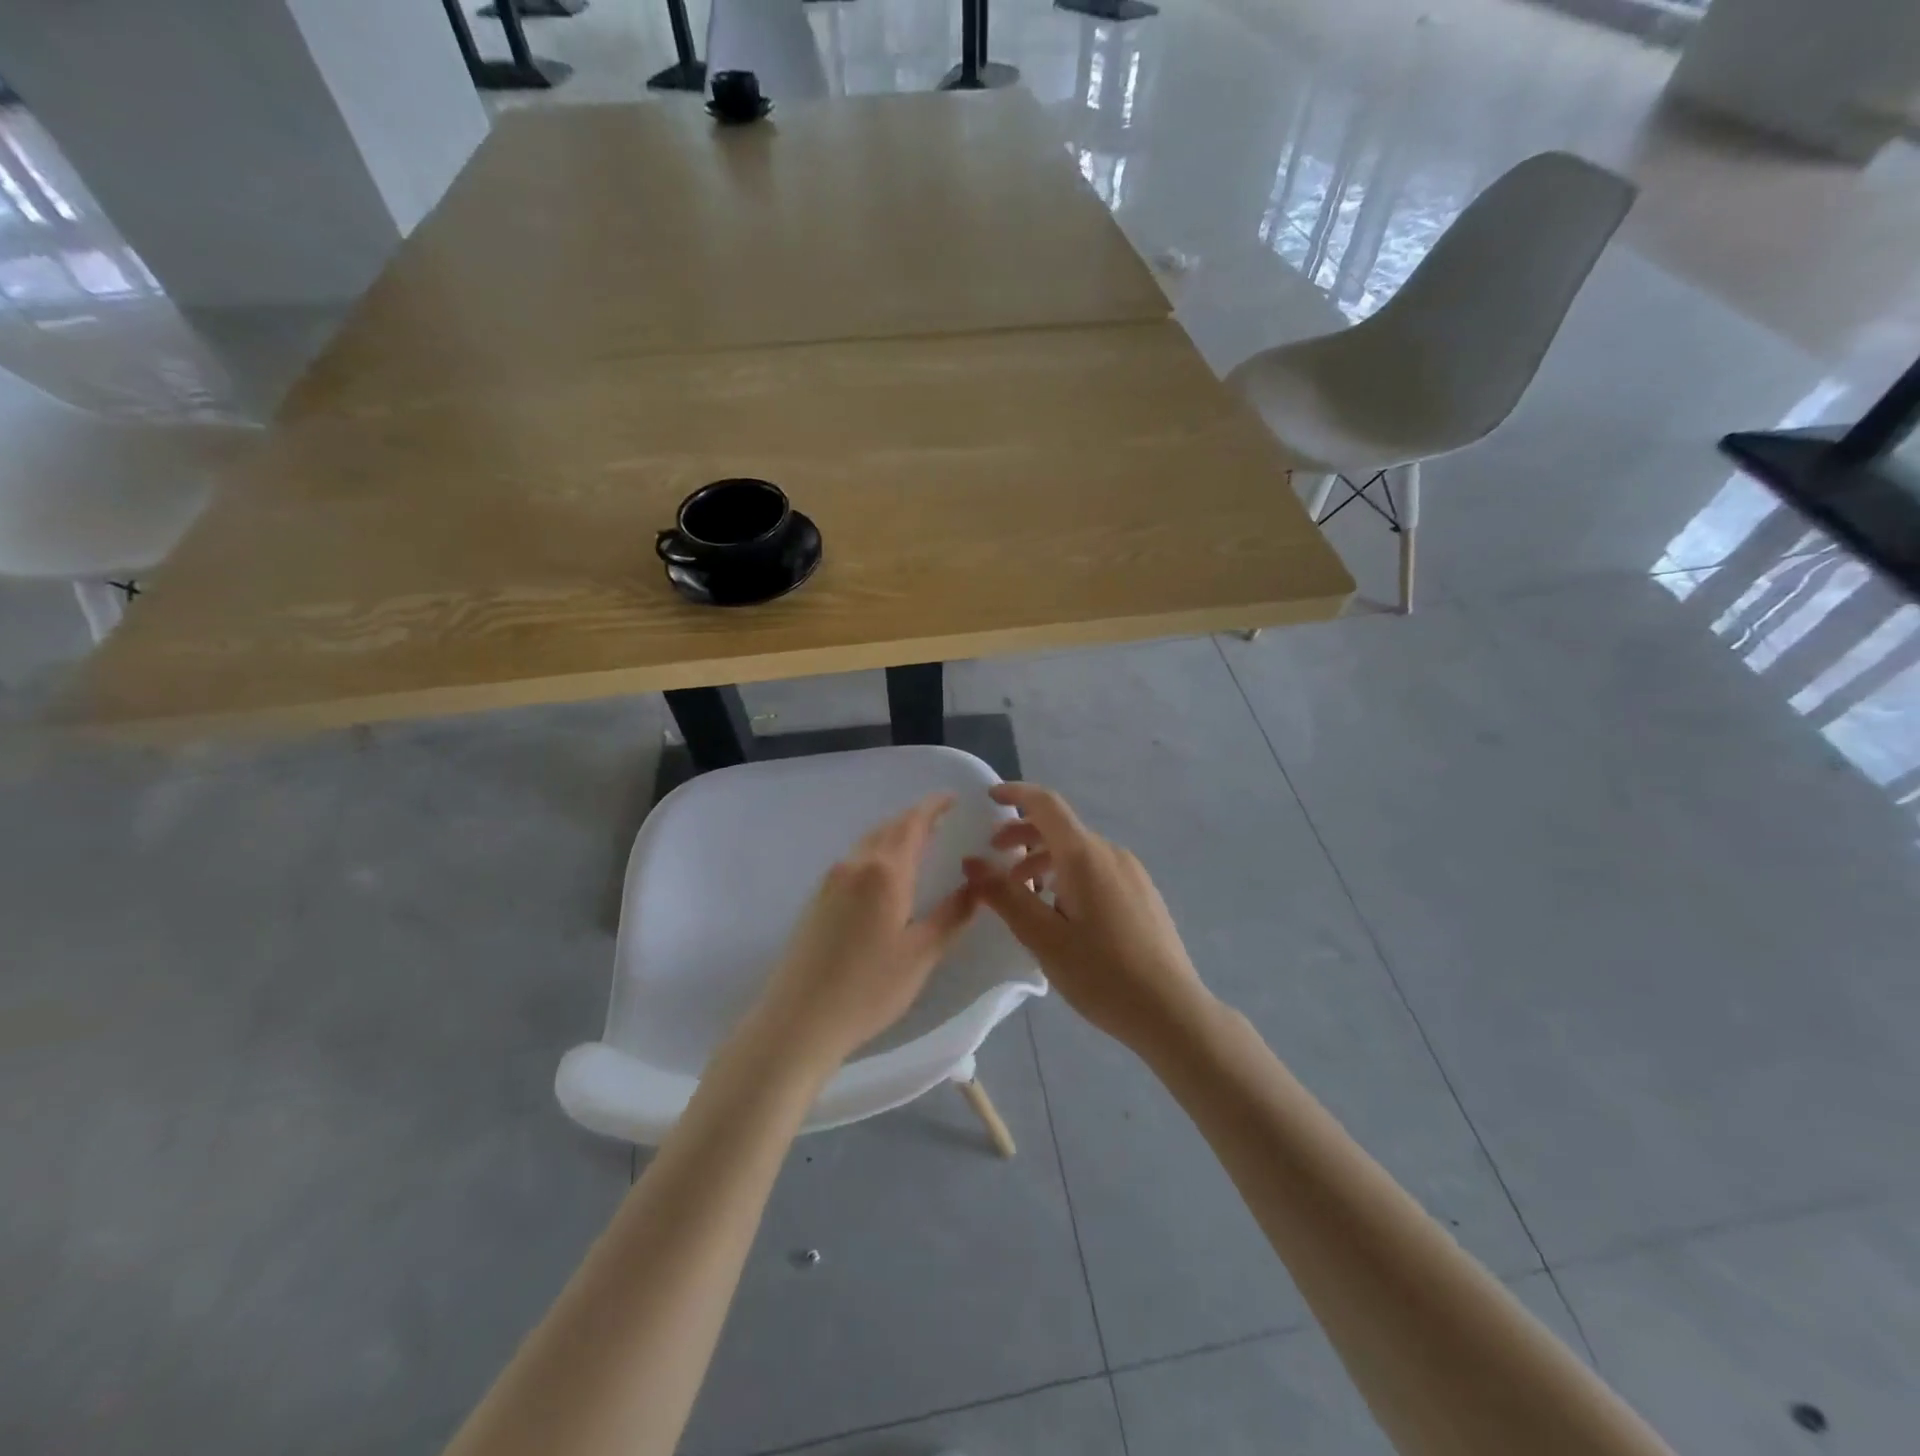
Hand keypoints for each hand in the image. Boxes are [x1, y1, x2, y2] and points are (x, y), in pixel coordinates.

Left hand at [755, 793, 977, 1070]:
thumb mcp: (921, 955)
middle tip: (941, 821)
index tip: (952, 798)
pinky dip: (876, 853)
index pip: (912, 824)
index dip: (933, 807)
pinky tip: (885, 876)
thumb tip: (977, 885)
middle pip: (888, 828)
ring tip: (918, 844)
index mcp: (884, 873)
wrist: (798, 1020)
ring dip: (894, 835)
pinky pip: (854, 860)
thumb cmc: (868, 989)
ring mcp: (830, 881)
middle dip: (915, 819)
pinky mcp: (817, 899)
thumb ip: (952, 915)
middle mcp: (854, 866)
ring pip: (868, 843)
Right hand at [962, 783, 1210, 1053]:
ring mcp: (1132, 873)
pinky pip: (1098, 870)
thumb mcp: (1043, 937)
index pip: (1046, 805)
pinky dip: (1069, 875)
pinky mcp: (1143, 894)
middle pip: (1061, 829)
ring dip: (1045, 861)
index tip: (990, 796)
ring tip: (1024, 895)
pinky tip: (1062, 913)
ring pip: (1079, 852)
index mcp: (1085, 856)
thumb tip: (972, 862)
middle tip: (994, 858)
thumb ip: (1005, 896)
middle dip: (1023, 836)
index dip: (1016, 794)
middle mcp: (1111, 853)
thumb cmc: (1101, 973)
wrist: (1172, 1011)